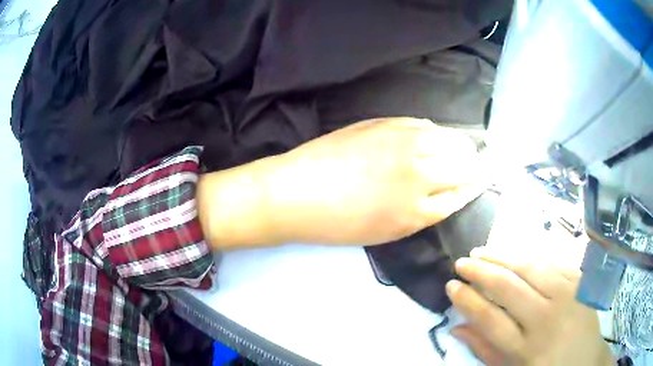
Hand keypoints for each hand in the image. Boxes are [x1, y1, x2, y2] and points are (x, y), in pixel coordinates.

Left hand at [262, 117, 484, 244]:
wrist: (298, 193)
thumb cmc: (340, 223)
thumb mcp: (389, 231)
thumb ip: (423, 212)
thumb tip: (447, 191)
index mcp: (419, 210)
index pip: (461, 194)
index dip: (472, 187)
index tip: (478, 181)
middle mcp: (420, 174)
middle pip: (464, 165)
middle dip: (474, 165)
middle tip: (474, 164)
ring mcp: (405, 144)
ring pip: (450, 140)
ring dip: (460, 144)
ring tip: (459, 146)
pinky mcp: (386, 124)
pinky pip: (423, 124)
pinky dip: (433, 131)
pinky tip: (432, 135)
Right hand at [446, 248, 612, 365]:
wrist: (586, 361)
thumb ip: (485, 350)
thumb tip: (457, 327)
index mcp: (526, 348)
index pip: (490, 319)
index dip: (468, 300)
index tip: (451, 286)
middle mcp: (546, 319)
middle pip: (509, 288)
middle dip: (481, 272)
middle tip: (461, 262)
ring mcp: (567, 295)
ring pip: (530, 267)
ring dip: (503, 255)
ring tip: (483, 250)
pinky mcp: (580, 281)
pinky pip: (553, 260)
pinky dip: (531, 253)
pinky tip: (516, 251)